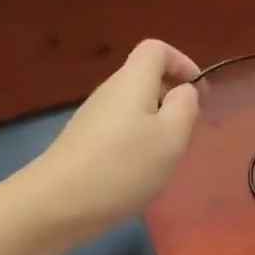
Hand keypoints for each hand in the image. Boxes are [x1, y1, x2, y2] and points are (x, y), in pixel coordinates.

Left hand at [26, 40, 201, 241]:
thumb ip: (185, 107)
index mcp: (132, 81)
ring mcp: (92, 117)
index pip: (156, 49)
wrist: (56, 204)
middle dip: (172, 97)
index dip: (182, 62)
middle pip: (144, 77)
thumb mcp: (170, 137)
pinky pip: (118, 128)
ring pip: (133, 106)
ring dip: (155, 122)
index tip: (198, 93)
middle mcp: (109, 91)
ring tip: (164, 156)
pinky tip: (137, 173)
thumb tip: (184, 91)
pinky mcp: (82, 142)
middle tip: (186, 130)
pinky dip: (136, 141)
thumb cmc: (122, 167)